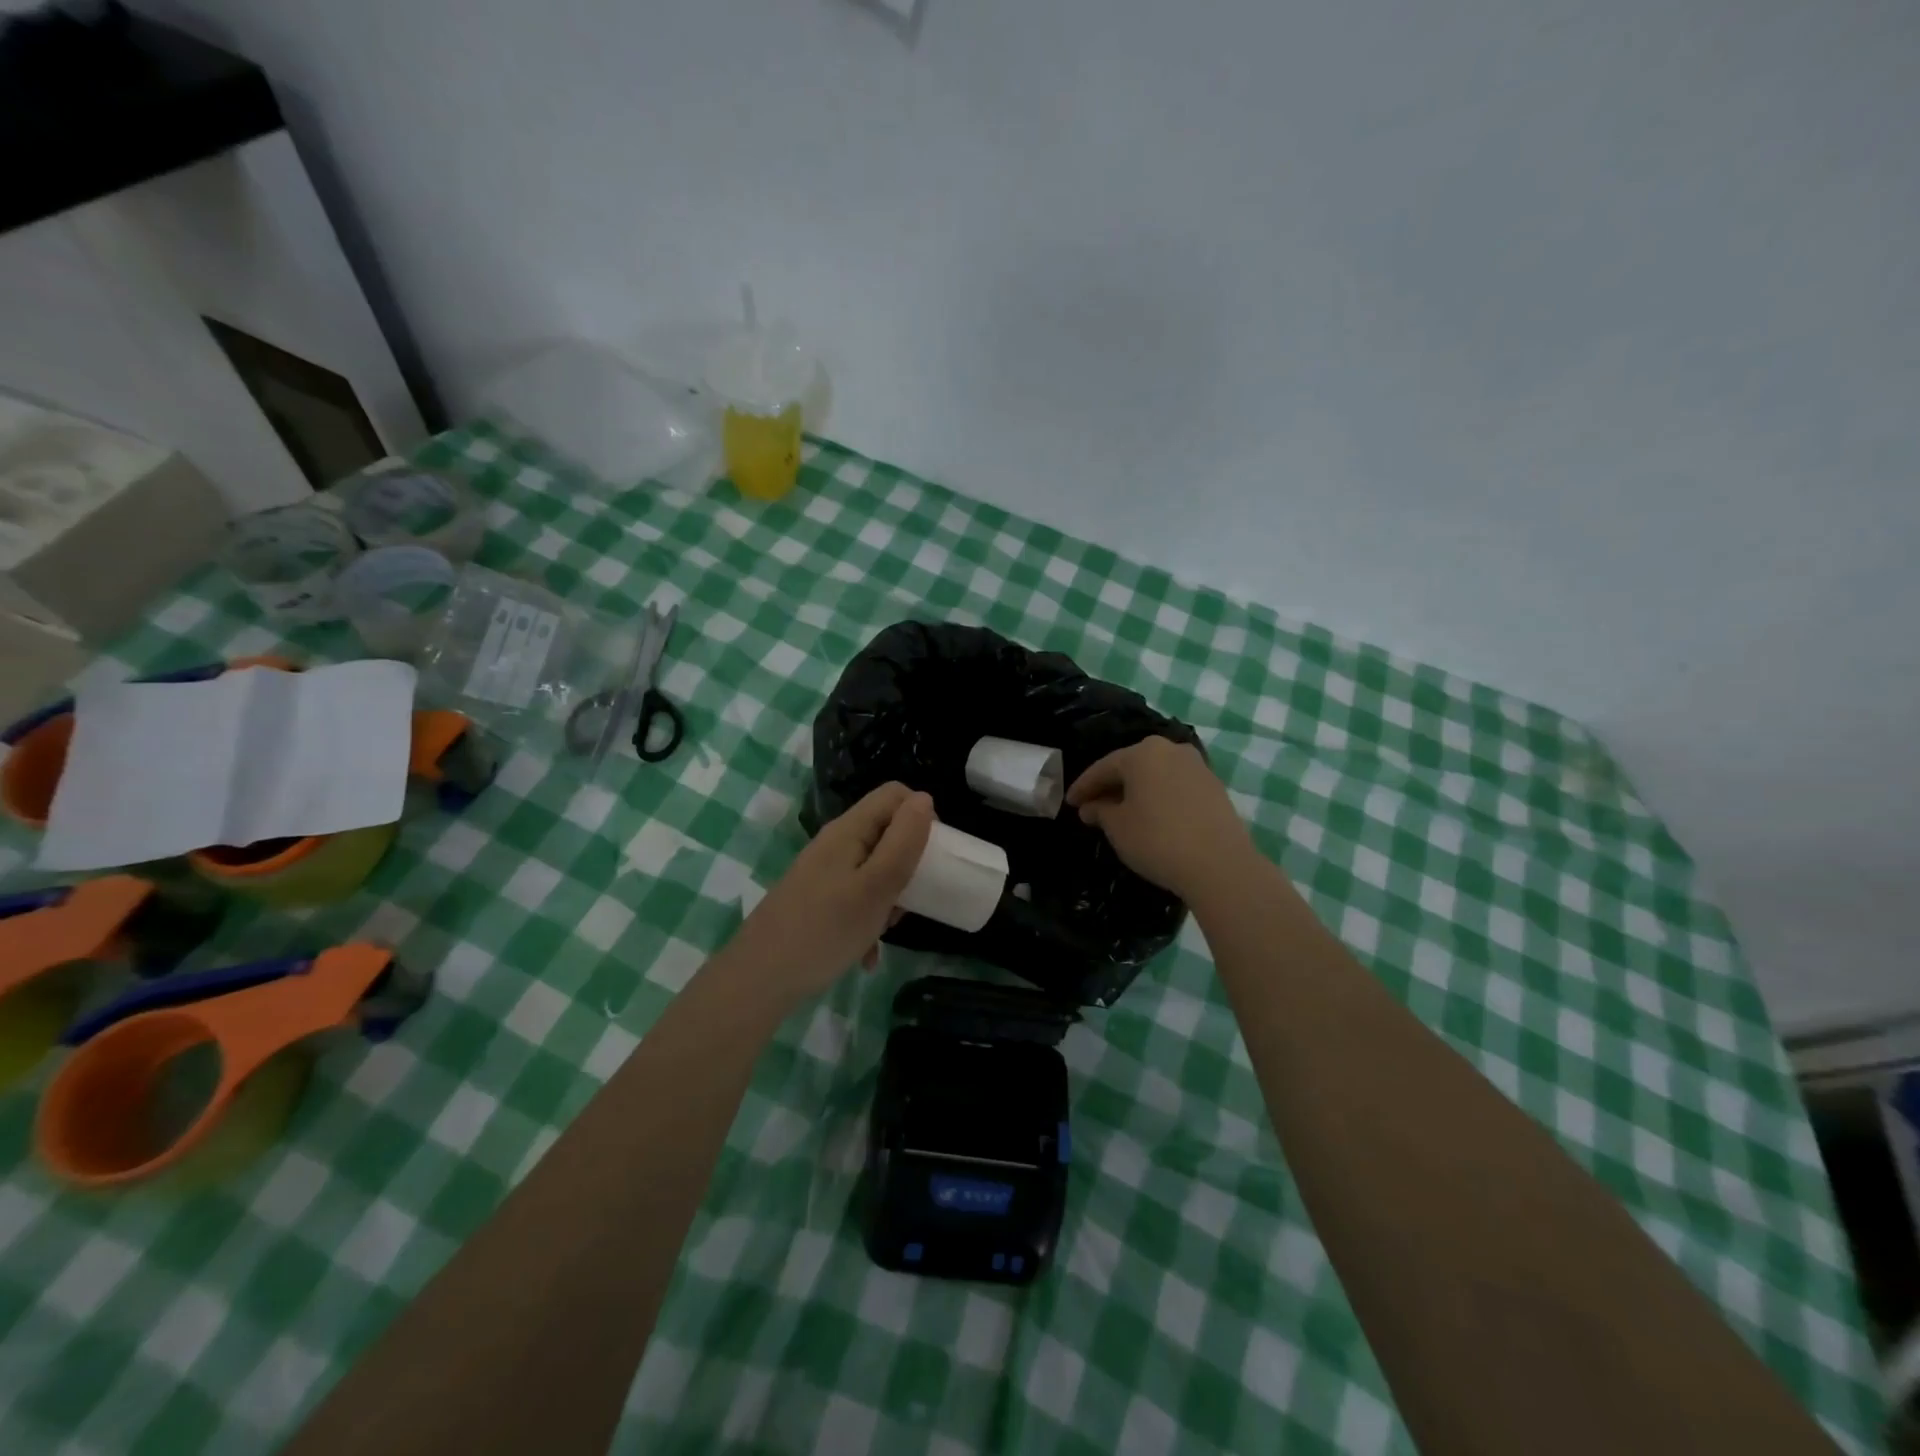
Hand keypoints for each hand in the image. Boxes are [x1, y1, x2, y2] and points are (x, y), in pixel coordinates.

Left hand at [727, 782, 934, 1007]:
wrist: (758, 980)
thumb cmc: (825, 930)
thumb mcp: (876, 886)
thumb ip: (903, 842)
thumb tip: (925, 799)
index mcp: (849, 830)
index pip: (895, 795)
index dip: (921, 816)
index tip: (932, 855)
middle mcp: (835, 844)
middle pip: (886, 833)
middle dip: (907, 863)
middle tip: (910, 898)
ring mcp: (824, 873)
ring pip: (874, 869)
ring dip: (890, 897)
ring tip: (887, 929)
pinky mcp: (817, 900)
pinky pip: (856, 898)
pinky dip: (868, 920)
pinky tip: (866, 954)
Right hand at [1067, 737, 1257, 901]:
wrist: (1220, 865)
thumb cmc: (1158, 840)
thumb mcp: (1118, 827)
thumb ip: (1100, 811)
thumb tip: (1092, 807)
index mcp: (1142, 753)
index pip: (1103, 767)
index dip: (1083, 787)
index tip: (1069, 803)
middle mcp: (1171, 750)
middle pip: (1132, 766)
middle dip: (1111, 786)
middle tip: (1093, 806)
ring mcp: (1197, 766)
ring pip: (1156, 775)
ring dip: (1137, 791)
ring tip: (1122, 812)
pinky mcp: (1215, 787)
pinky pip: (1176, 786)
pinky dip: (1159, 797)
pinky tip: (1153, 816)